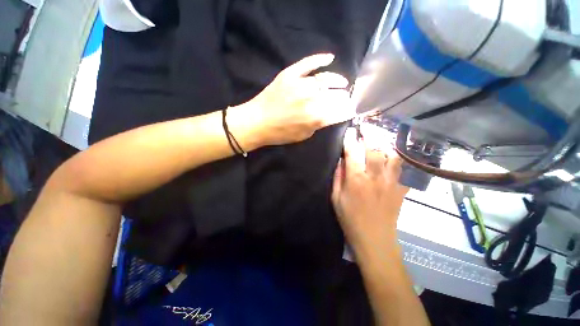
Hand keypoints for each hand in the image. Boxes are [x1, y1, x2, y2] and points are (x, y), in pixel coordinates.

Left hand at [231, 53, 354, 147]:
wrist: (257, 122)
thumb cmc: (280, 133)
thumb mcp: (303, 135)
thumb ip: (319, 125)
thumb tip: (330, 115)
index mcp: (315, 117)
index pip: (339, 111)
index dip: (347, 111)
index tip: (350, 110)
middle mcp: (311, 99)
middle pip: (336, 95)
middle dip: (344, 98)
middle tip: (345, 99)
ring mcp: (300, 84)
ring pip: (326, 79)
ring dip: (338, 81)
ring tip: (342, 83)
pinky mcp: (290, 74)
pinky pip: (308, 63)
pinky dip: (320, 59)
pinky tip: (330, 58)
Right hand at [332, 127, 408, 253]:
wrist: (375, 239)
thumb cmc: (350, 219)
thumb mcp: (336, 199)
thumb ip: (337, 177)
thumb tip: (341, 161)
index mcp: (356, 179)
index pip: (352, 153)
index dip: (350, 140)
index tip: (349, 131)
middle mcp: (375, 177)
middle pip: (374, 149)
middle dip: (369, 135)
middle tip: (365, 128)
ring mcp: (391, 182)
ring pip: (392, 155)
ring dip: (385, 145)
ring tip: (380, 140)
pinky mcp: (401, 189)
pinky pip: (404, 169)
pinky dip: (399, 160)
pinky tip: (393, 157)